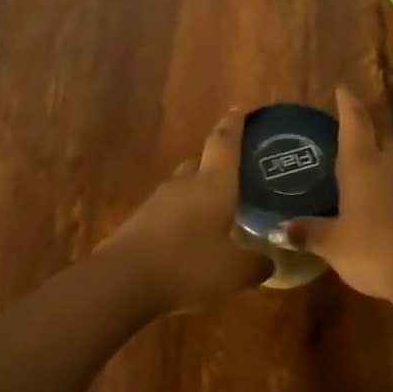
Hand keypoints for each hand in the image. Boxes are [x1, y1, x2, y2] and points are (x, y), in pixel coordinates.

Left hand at [100, 109, 270, 313]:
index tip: (239, 110)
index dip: (234, 125)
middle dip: (215, 165)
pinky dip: (180, 219)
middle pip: (199, 163)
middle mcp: (184, 185)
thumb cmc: (189, 266)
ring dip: (197, 195)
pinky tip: (189, 240)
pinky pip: (166, 213)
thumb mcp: (235, 271)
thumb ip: (257, 263)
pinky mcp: (138, 223)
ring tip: (214, 212)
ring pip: (182, 188)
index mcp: (213, 184)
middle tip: (233, 175)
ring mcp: (157, 202)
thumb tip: (269, 260)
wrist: (123, 282)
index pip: (225, 143)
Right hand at [279, 87, 392, 307]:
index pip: (354, 124)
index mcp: (362, 165)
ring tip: (354, 177)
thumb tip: (282, 228)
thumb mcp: (332, 244)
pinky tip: (376, 209)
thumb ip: (308, 232)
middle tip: (341, 138)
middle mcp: (390, 166)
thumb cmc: (374, 249)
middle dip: (361, 136)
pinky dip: (388, 192)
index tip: (343, 88)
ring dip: (375, 166)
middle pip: (376, 141)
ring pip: (391, 166)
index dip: (347, 105)